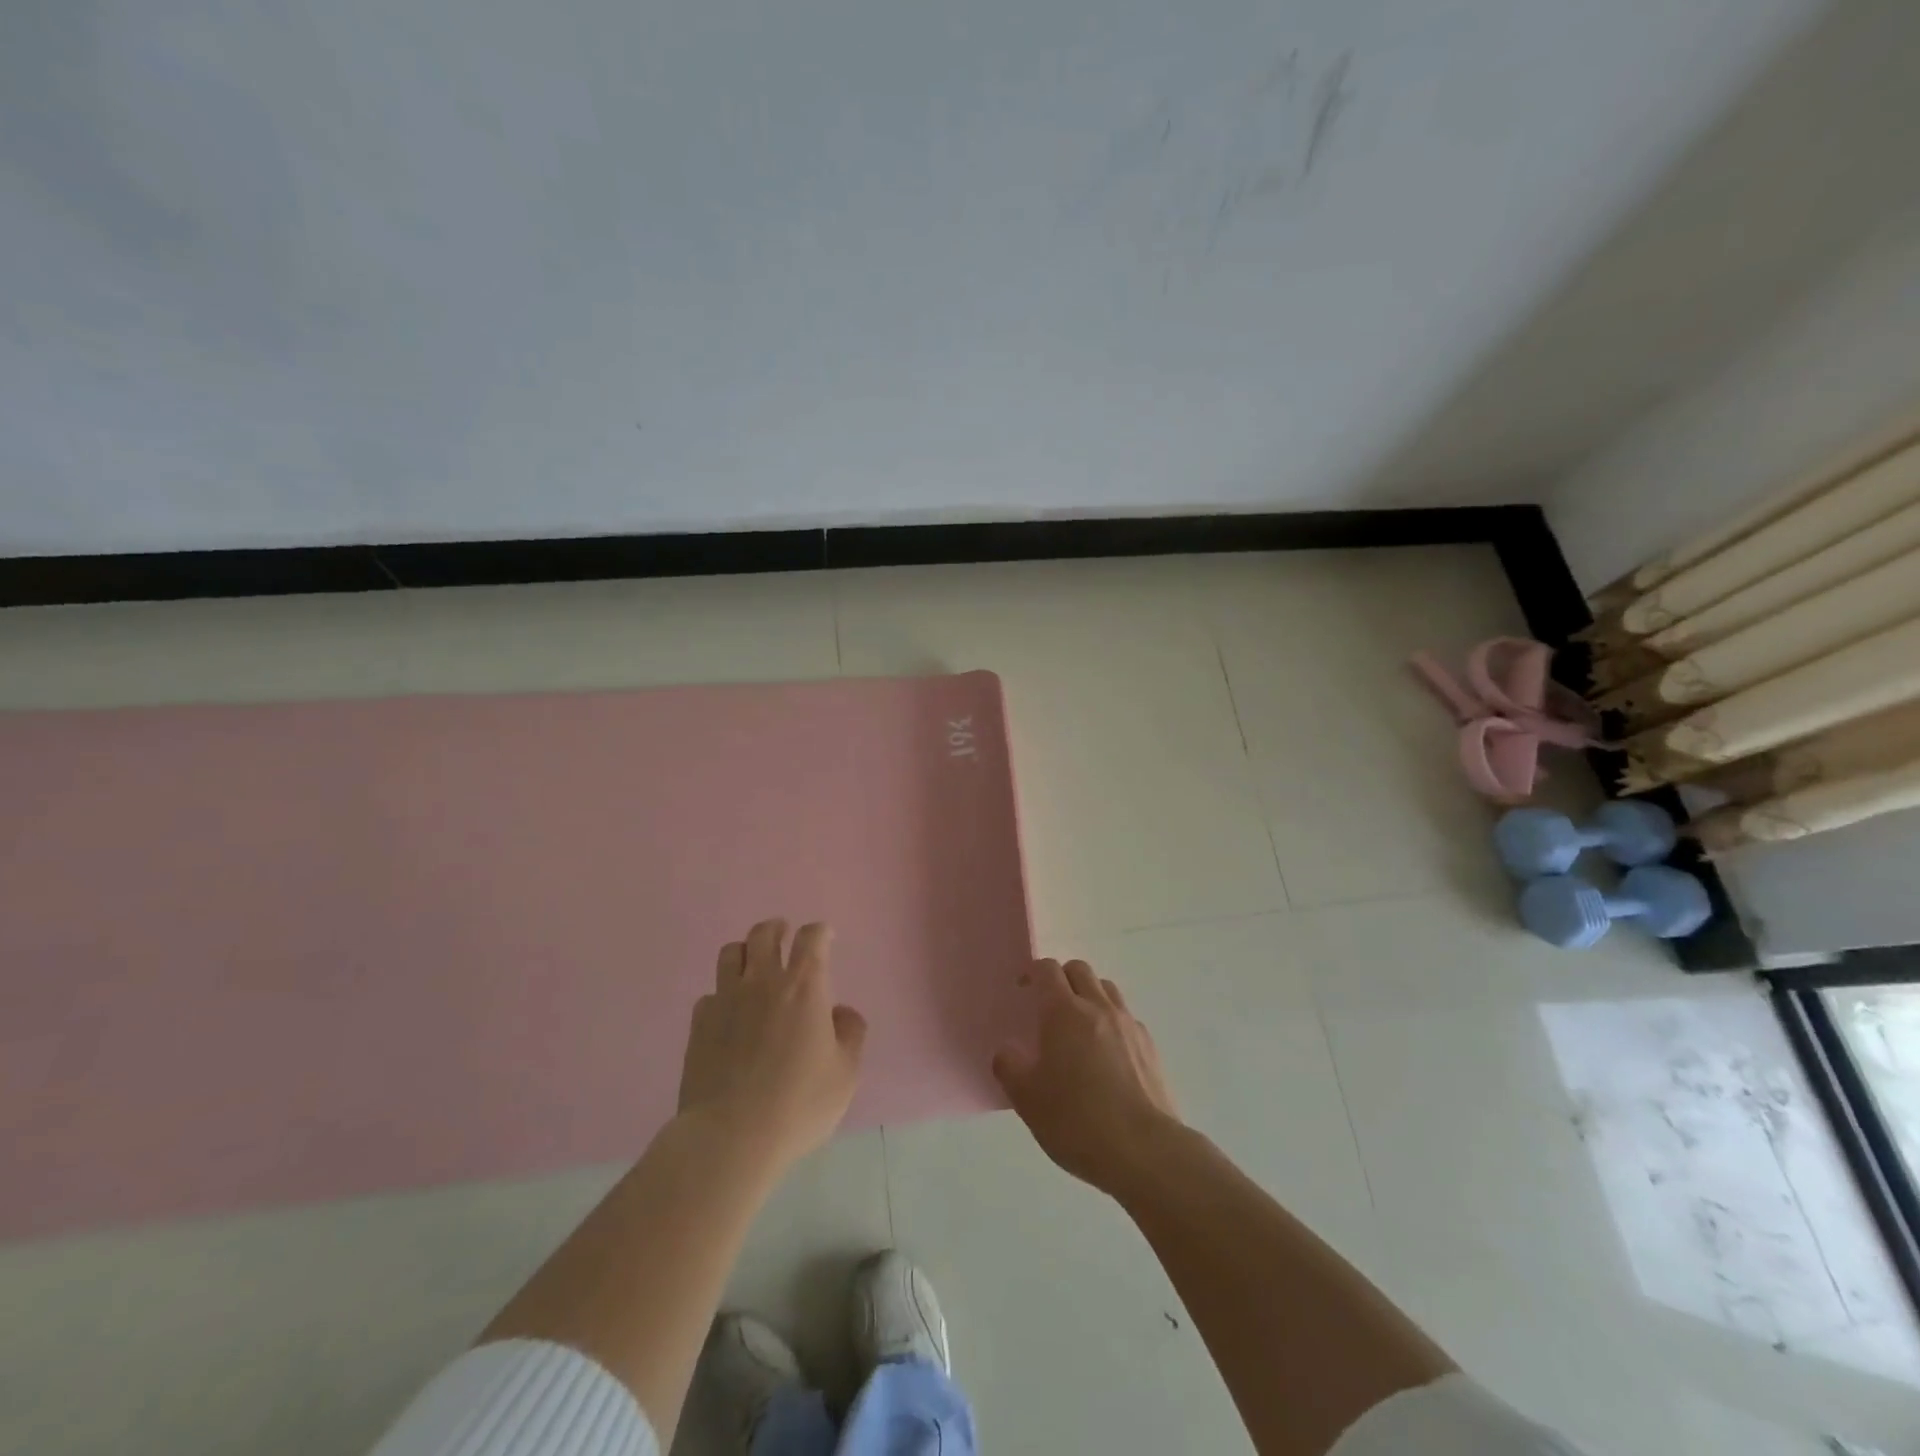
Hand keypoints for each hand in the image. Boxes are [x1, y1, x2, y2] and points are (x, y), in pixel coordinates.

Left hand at [678, 920, 866, 1173]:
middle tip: (784, 935)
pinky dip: (723, 994)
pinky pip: (710, 993)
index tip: (825, 937)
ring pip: (731, 953)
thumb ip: (851, 1034)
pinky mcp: (699, 1024)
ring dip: (746, 952)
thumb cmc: (798, 1104)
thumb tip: (840, 1013)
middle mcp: (763, 982)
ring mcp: (726, 1000)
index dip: (820, 932)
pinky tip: (729, 1012)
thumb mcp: (845, 1074)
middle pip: (765, 934)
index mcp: (805, 986)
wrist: (730, 1136)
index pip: (812, 938)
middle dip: (777, 929)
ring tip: (753, 964)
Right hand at [992, 958, 1180, 1199]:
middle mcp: (1098, 1007)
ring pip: (1106, 989)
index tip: (1023, 992)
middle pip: (1079, 970)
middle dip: (1062, 978)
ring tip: (1079, 1027)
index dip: (1032, 974)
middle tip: (1049, 1007)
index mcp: (1064, 1012)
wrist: (1144, 1151)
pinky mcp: (1150, 1046)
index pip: (1047, 970)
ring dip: (1089, 995)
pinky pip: (1126, 1017)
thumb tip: (1007, 1051)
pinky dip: (1112, 1022)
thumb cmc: (1077, 1121)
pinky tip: (1107, 1054)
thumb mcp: (1027, 1099)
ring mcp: (1128, 1024)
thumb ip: (1009, 1067)